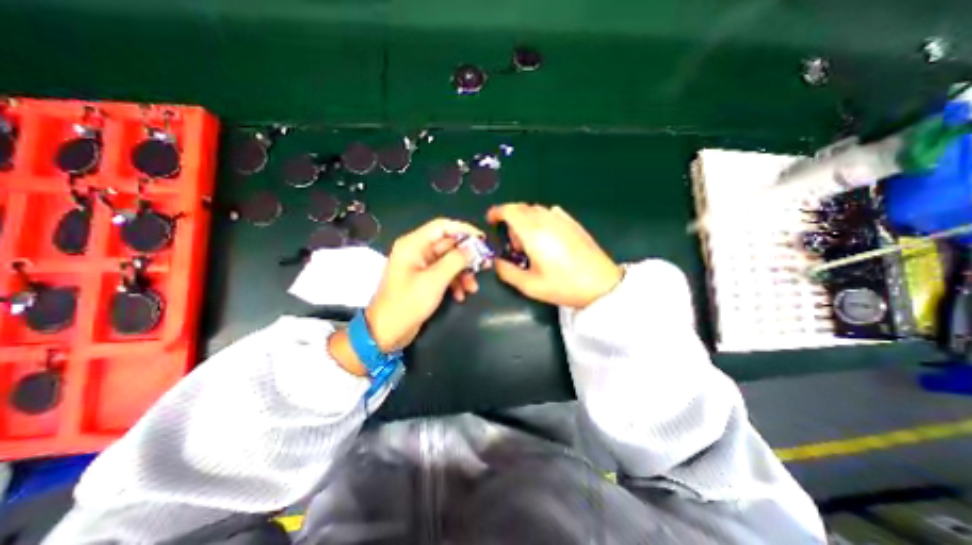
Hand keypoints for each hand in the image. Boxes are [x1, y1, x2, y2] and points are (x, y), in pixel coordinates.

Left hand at [367, 219, 484, 351]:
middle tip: (485, 265)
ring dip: (463, 273)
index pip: (442, 226)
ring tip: (473, 287)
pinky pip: (445, 274)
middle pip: (448, 244)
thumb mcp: (434, 280)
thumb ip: (456, 261)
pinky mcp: (425, 279)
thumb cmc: (407, 303)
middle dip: (467, 256)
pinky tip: (461, 295)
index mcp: (413, 244)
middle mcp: (417, 251)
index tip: (483, 240)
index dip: (464, 230)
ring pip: (449, 261)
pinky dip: (455, 282)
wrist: (387, 332)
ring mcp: (421, 266)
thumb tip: (474, 248)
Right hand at [486, 204, 622, 307]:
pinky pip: (550, 213)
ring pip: (535, 210)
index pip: (509, 210)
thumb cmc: (565, 285)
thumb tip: (496, 262)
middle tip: (513, 244)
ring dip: (525, 221)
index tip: (491, 220)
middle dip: (510, 220)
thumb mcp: (530, 286)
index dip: (496, 212)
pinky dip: (540, 221)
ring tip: (530, 244)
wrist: (601, 284)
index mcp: (533, 233)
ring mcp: (562, 220)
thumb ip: (507, 272)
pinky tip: (546, 239)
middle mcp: (547, 220)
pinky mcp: (573, 223)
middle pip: (521, 208)